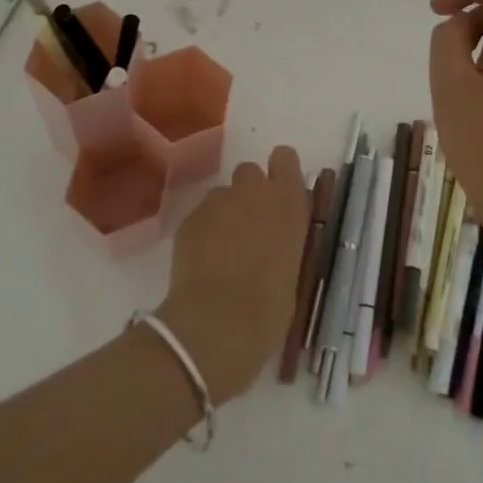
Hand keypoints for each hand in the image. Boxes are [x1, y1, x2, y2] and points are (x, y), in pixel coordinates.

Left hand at [155, 145, 308, 401]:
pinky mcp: (190, 219)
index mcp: (288, 202)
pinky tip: (202, 264)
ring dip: (225, 214)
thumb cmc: (269, 309)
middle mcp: (254, 191)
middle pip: (250, 172)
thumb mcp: (293, 269)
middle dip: (249, 193)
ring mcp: (218, 202)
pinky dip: (202, 233)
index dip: (280, 172)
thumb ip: (284, 240)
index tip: (279, 195)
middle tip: (249, 227)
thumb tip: (276, 239)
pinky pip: (200, 216)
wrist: (218, 325)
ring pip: (222, 195)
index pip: (285, 158)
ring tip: (221, 251)